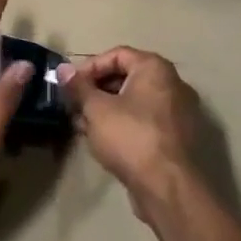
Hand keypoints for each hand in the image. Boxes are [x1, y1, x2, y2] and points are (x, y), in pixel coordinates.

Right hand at [56, 47, 203, 219]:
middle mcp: (172, 84)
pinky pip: (144, 121)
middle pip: (126, 77)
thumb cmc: (130, 137)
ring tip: (82, 125)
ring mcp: (177, 112)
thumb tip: (63, 69)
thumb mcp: (96, 109)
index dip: (89, 67)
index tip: (70, 85)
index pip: (117, 54)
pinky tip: (102, 141)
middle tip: (74, 106)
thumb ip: (79, 87)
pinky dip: (122, 125)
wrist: (167, 186)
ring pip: (134, 102)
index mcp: (155, 69)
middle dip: (95, 90)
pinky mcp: (175, 137)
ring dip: (106, 109)